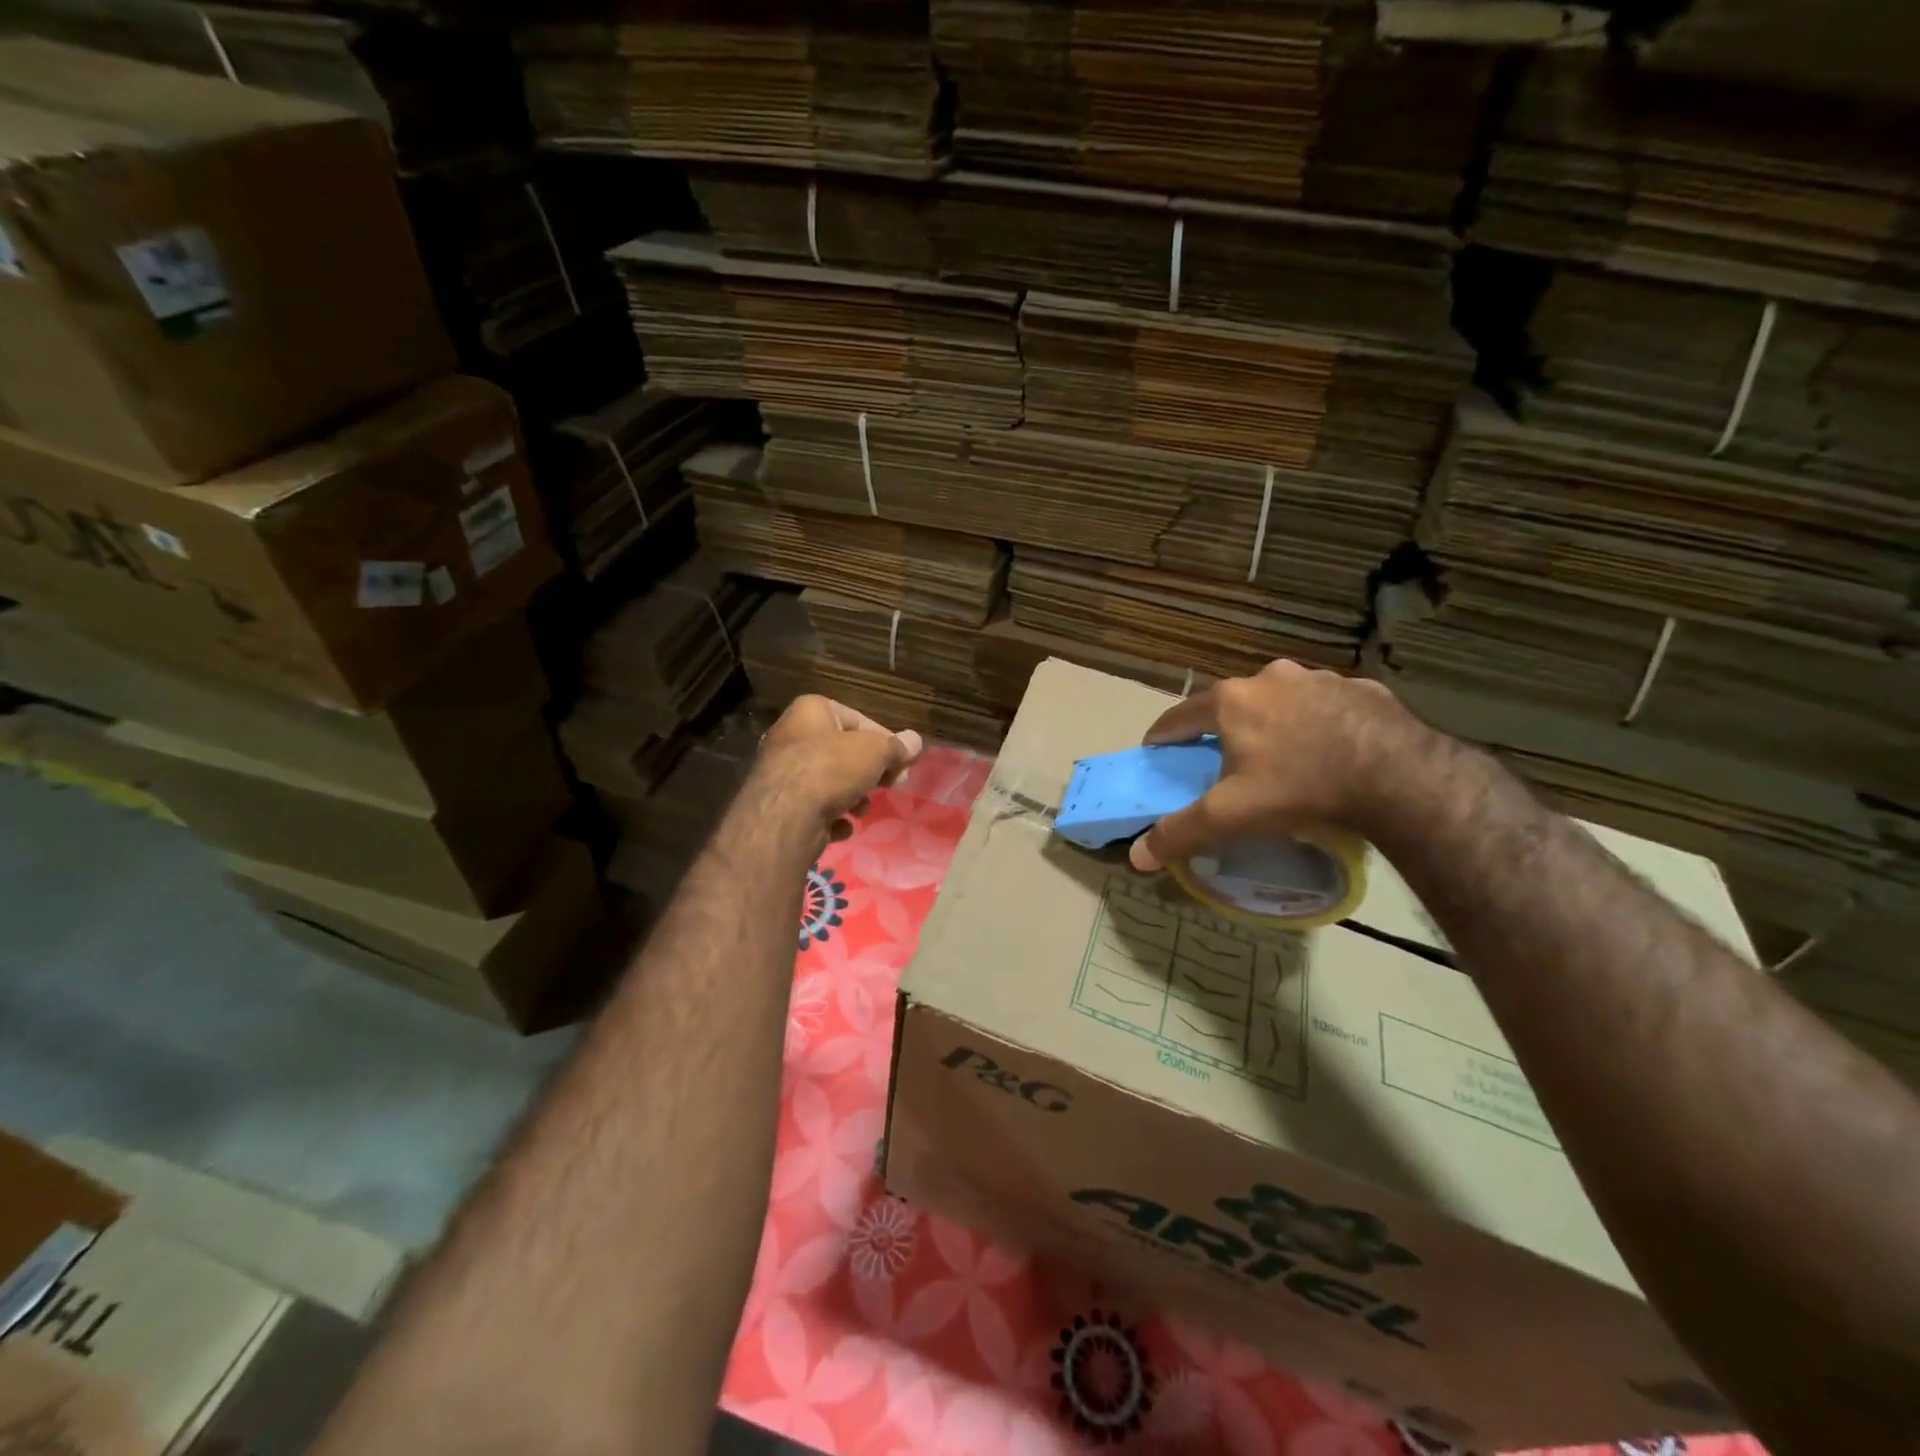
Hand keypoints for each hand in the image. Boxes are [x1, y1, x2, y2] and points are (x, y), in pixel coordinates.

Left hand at [754, 695, 923, 845]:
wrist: (786, 816)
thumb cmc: (831, 769)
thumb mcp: (875, 752)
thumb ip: (896, 747)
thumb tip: (915, 741)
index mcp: (811, 711)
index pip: (858, 719)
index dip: (884, 741)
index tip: (902, 762)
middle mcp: (791, 735)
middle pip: (843, 752)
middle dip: (868, 772)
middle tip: (890, 786)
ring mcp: (782, 771)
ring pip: (829, 781)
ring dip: (852, 797)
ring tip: (861, 810)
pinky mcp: (779, 804)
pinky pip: (814, 807)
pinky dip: (831, 817)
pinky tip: (841, 826)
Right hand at [1128, 661, 1410, 872]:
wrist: (1399, 776)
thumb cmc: (1300, 788)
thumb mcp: (1231, 815)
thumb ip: (1181, 832)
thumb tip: (1136, 857)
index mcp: (1232, 701)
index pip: (1180, 715)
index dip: (1164, 735)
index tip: (1157, 751)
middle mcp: (1270, 678)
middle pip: (1232, 703)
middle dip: (1223, 727)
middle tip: (1225, 758)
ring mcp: (1319, 679)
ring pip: (1282, 700)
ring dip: (1274, 720)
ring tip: (1283, 754)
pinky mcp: (1363, 689)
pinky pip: (1328, 705)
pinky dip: (1320, 723)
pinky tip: (1332, 750)